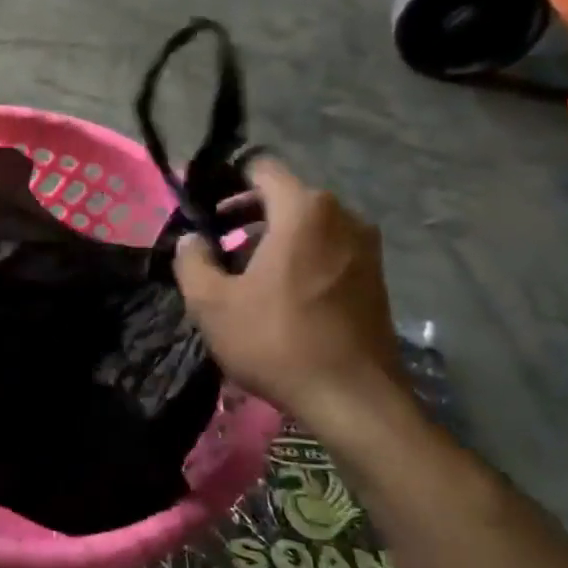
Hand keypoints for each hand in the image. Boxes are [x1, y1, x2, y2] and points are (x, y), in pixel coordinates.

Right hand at [174, 154, 404, 427]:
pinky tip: (279, 295)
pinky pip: (328, 249)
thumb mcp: (211, 303)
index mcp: (303, 211)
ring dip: (273, 239)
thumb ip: (191, 260)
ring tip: (244, 275)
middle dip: (246, 216)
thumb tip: (192, 240)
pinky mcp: (375, 277)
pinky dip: (300, 258)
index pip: (262, 169)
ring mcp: (365, 247)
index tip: (205, 211)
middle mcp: (342, 216)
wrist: (353, 398)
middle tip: (215, 246)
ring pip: (307, 226)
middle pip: (285, 197)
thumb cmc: (276, 341)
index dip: (227, 182)